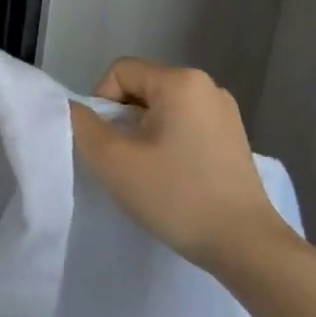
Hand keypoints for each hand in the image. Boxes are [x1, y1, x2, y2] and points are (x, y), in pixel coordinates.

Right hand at [69, 59, 294, 273]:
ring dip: (142, 134)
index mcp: (180, 81)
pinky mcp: (232, 138)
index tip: (106, 144)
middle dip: (122, 120)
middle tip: (123, 160)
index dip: (101, 104)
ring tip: (147, 171)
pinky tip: (172, 177)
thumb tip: (71, 107)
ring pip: (162, 109)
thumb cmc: (175, 195)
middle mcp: (207, 86)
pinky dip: (167, 143)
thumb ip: (82, 126)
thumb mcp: (113, 160)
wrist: (244, 244)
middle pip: (141, 88)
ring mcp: (225, 112)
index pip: (119, 72)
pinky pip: (184, 125)